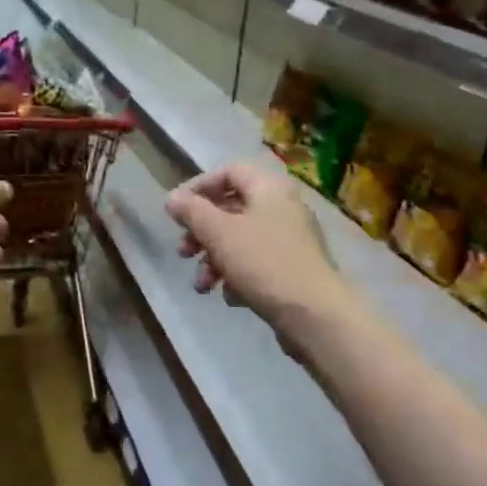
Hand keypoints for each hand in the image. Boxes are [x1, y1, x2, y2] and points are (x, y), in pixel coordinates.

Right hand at [164, 163, 348, 334]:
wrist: (314, 314)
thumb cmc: (263, 263)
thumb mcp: (219, 233)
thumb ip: (192, 211)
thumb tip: (172, 198)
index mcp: (269, 189)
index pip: (229, 172)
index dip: (199, 186)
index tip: (176, 210)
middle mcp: (283, 208)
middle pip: (231, 209)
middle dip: (201, 232)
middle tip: (183, 252)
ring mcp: (290, 240)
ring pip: (240, 240)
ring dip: (214, 260)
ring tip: (201, 286)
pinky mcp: (292, 270)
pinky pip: (256, 264)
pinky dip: (237, 276)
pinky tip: (230, 296)